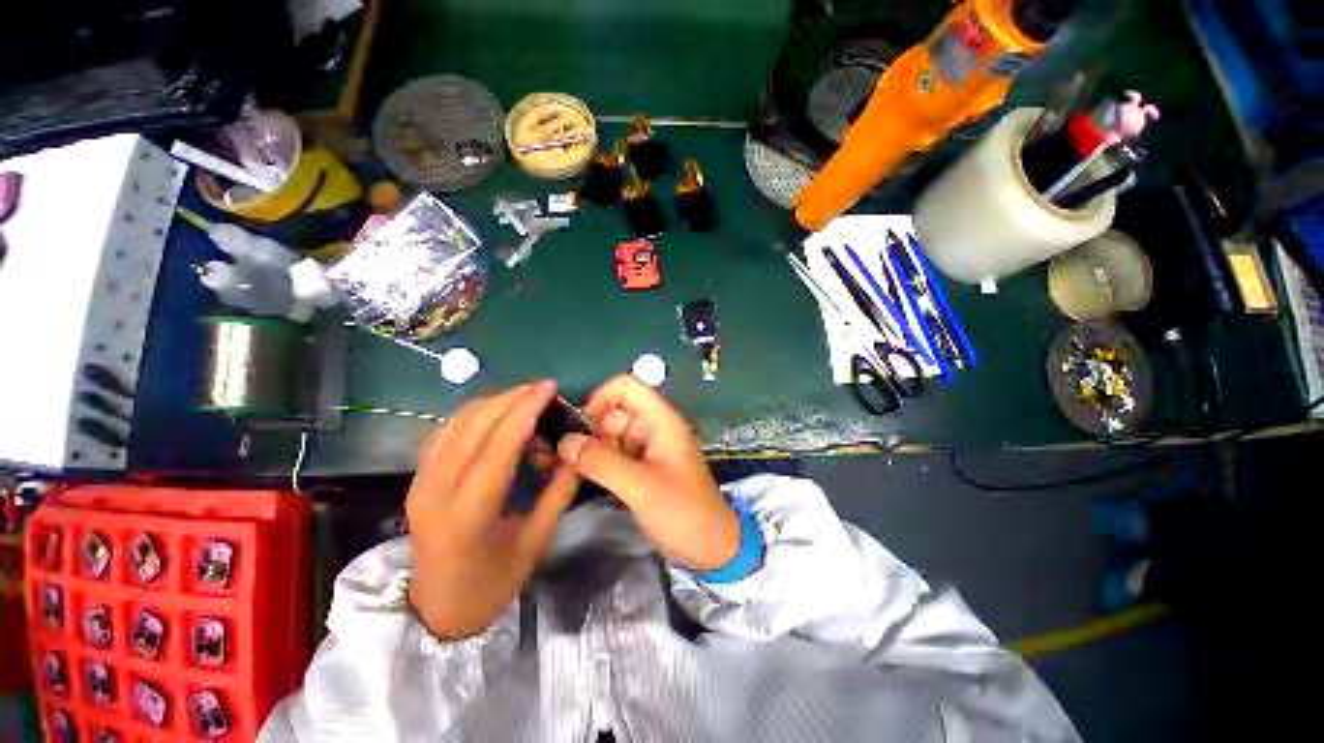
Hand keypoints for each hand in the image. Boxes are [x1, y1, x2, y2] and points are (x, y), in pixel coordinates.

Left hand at [406, 381, 578, 639]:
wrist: (436, 611)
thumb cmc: (490, 584)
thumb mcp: (534, 544)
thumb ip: (558, 494)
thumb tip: (576, 455)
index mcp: (468, 511)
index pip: (499, 444)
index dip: (526, 410)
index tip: (550, 388)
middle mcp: (436, 488)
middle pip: (475, 424)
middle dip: (512, 398)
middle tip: (542, 388)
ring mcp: (421, 481)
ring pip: (456, 422)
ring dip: (493, 403)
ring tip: (525, 398)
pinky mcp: (417, 478)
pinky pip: (446, 432)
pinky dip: (474, 415)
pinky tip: (496, 415)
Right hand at [557, 374, 738, 570]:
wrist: (711, 548)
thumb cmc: (682, 512)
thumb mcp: (641, 486)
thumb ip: (602, 462)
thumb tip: (565, 442)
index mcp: (661, 421)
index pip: (628, 387)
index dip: (601, 398)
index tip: (581, 427)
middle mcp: (654, 428)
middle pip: (615, 412)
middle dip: (591, 430)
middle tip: (570, 459)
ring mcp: (648, 448)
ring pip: (611, 434)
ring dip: (592, 448)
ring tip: (573, 470)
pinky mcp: (642, 468)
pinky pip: (615, 454)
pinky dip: (599, 462)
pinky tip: (585, 477)